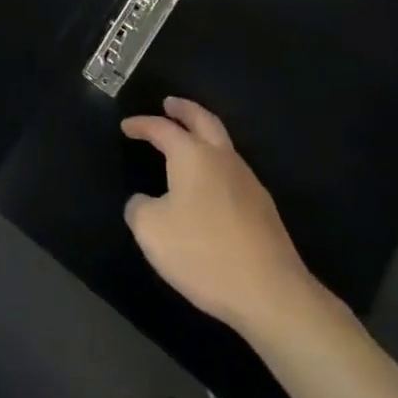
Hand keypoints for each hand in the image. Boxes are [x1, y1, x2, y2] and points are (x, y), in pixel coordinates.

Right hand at [122, 98, 328, 336]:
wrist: (271, 293)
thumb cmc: (203, 253)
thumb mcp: (151, 231)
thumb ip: (139, 209)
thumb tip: (143, 202)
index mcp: (192, 155)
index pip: (162, 128)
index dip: (142, 124)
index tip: (126, 126)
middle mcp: (222, 158)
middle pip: (203, 120)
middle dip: (184, 109)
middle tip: (169, 104)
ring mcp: (248, 182)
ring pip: (223, 144)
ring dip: (204, 135)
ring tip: (189, 141)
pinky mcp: (263, 209)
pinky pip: (233, 171)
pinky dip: (216, 164)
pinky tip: (210, 185)